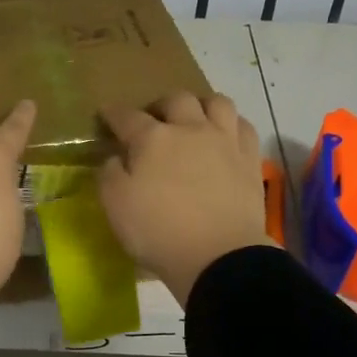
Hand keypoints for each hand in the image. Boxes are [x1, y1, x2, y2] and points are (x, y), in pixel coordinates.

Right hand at [99, 92, 272, 304]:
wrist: (219, 256)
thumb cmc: (159, 232)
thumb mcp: (116, 206)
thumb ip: (109, 175)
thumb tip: (115, 158)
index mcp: (153, 139)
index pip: (127, 117)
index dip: (113, 114)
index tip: (106, 114)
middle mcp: (190, 129)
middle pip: (176, 100)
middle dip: (160, 105)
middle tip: (152, 120)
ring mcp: (225, 142)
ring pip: (216, 103)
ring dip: (201, 105)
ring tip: (193, 119)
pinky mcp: (250, 159)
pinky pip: (243, 126)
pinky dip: (231, 124)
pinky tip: (225, 136)